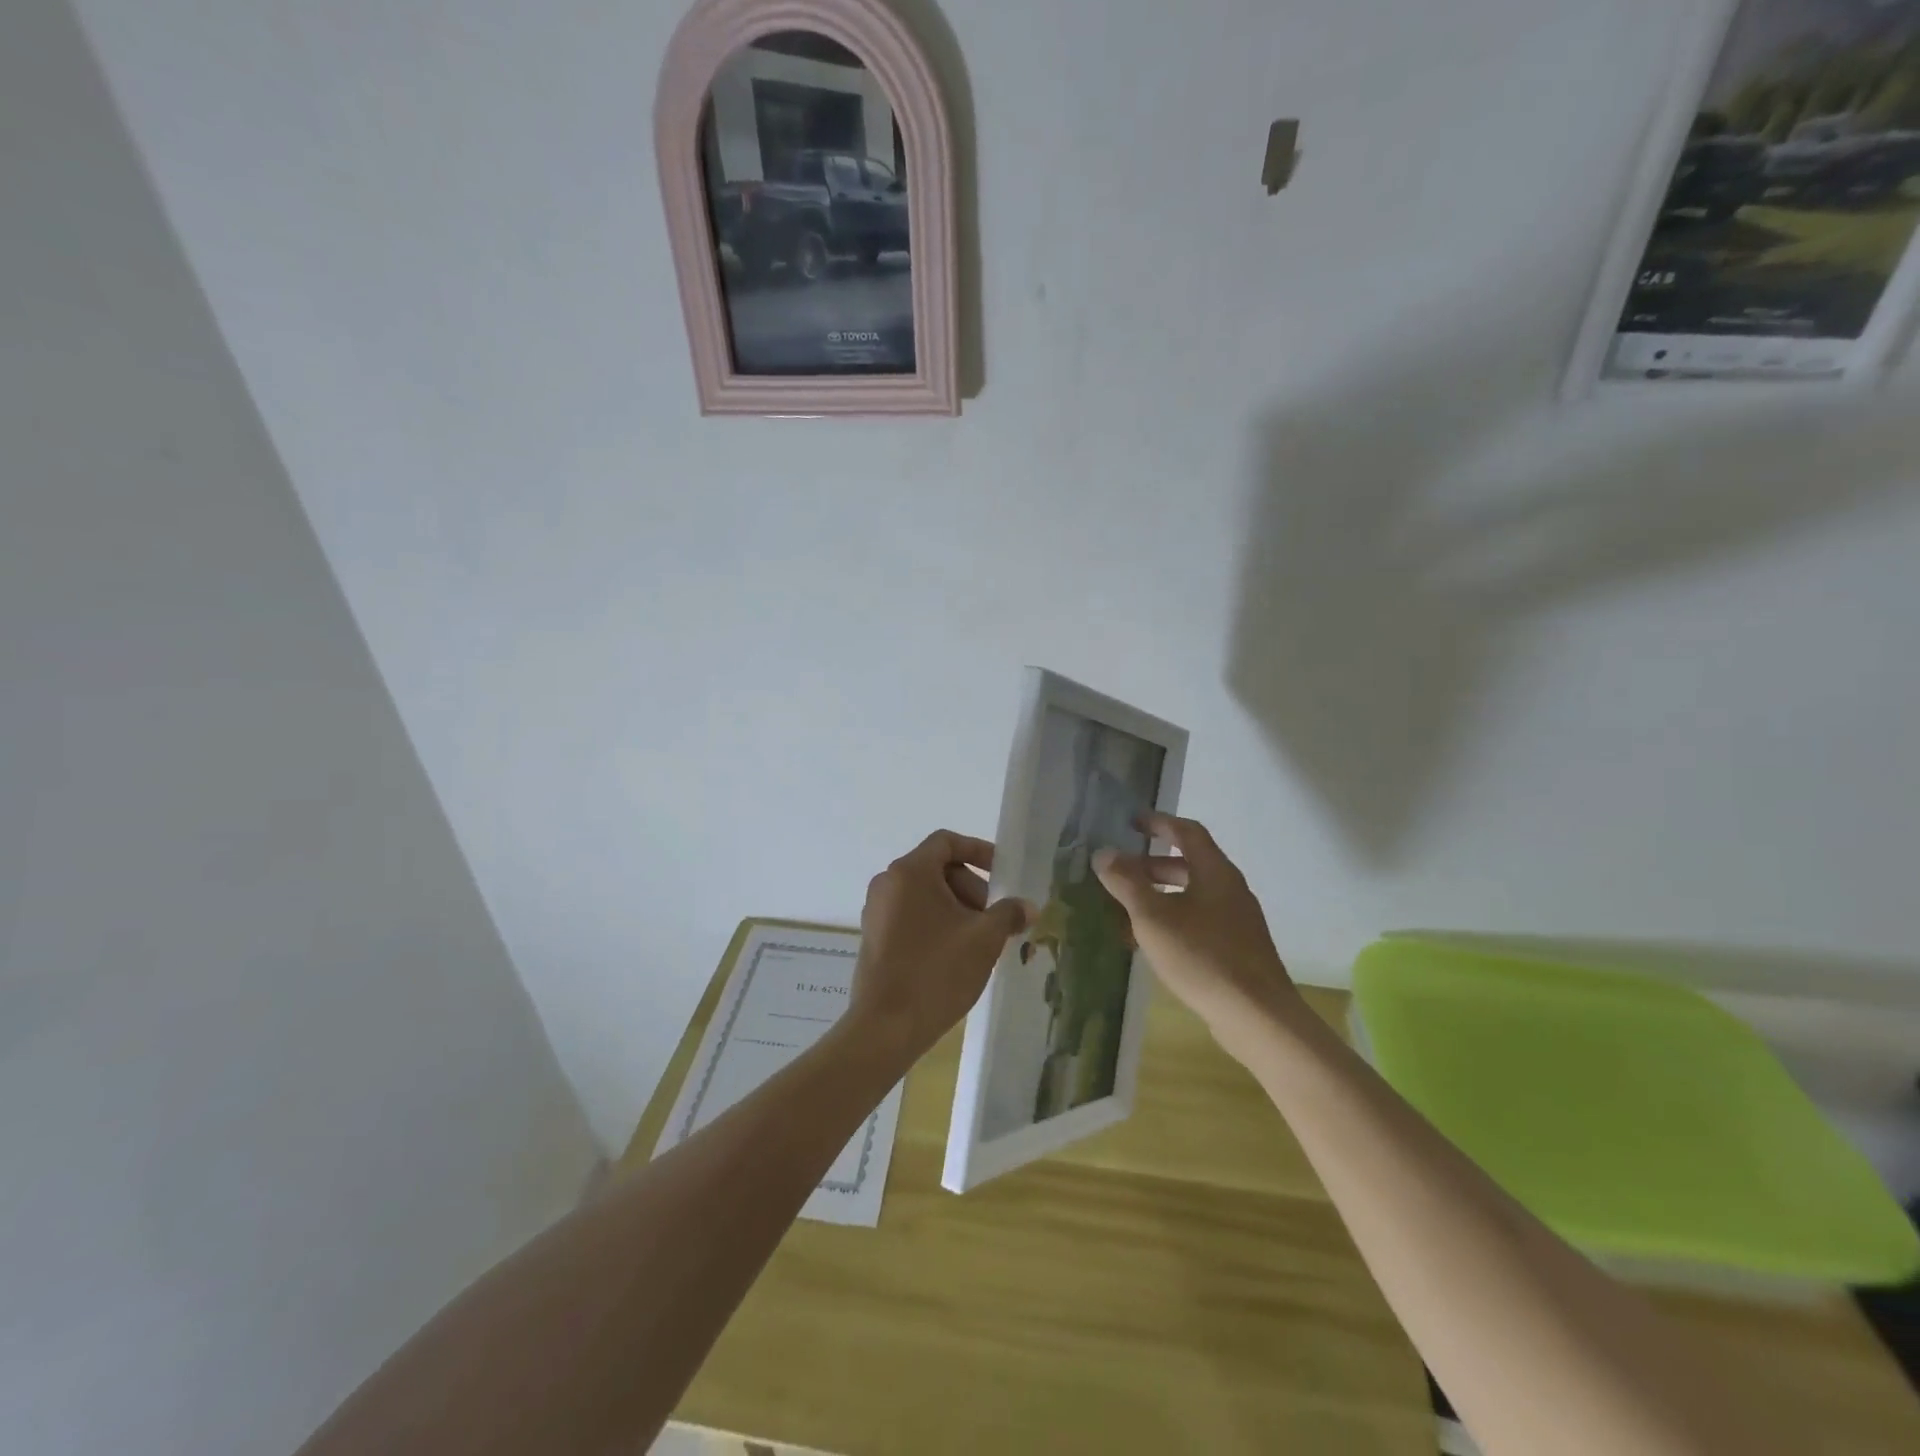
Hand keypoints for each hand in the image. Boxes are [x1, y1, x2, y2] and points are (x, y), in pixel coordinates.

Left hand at [848, 830, 1033, 1062]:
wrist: (886, 1027)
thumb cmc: (936, 972)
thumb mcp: (984, 939)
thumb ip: (1008, 914)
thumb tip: (1027, 907)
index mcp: (910, 872)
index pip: (946, 842)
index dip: (979, 851)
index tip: (1003, 874)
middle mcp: (887, 883)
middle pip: (937, 868)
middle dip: (972, 887)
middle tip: (995, 918)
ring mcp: (876, 911)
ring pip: (925, 895)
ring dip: (957, 908)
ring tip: (980, 941)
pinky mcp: (875, 937)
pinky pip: (911, 915)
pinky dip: (937, 923)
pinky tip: (957, 955)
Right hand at [1093, 814, 1301, 1059]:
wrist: (1257, 1016)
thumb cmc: (1203, 957)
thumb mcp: (1153, 917)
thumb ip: (1126, 883)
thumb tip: (1103, 853)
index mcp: (1215, 872)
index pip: (1187, 832)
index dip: (1158, 823)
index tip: (1131, 823)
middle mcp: (1230, 889)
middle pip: (1189, 864)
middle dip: (1151, 865)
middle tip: (1120, 871)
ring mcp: (1237, 921)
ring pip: (1192, 895)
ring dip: (1159, 895)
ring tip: (1126, 908)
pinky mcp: (1237, 949)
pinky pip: (1198, 920)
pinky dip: (1172, 920)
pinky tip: (1150, 943)